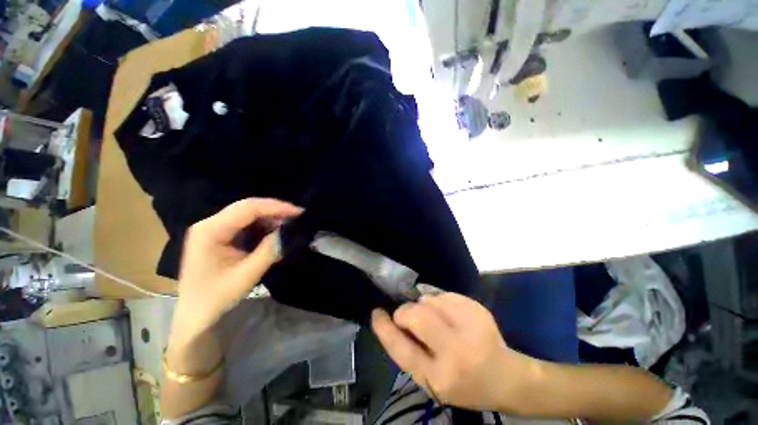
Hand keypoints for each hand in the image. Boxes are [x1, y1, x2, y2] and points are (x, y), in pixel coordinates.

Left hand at [175, 198, 302, 332]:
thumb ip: (269, 251)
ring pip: (247, 214)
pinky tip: (274, 233)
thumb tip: (290, 233)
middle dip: (274, 211)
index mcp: (210, 230)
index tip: (299, 213)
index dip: (276, 207)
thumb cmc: (214, 298)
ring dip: (270, 219)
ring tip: (289, 226)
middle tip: (297, 218)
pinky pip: (245, 224)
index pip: (248, 208)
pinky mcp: (219, 236)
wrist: (192, 315)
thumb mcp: (246, 275)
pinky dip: (263, 227)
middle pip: (247, 207)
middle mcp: (210, 224)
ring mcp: (213, 229)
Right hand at [371, 293, 536, 412]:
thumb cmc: (463, 383)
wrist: (505, 378)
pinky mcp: (478, 310)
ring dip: (424, 305)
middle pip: (415, 316)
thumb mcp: (431, 379)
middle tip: (408, 316)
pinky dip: (440, 300)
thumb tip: (393, 319)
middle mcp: (455, 352)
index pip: (401, 348)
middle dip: (405, 312)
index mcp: (439, 377)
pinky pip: (445, 294)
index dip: (384, 328)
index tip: (376, 312)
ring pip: (430, 301)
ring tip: (435, 319)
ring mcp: (470, 327)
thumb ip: (409, 351)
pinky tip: (449, 313)